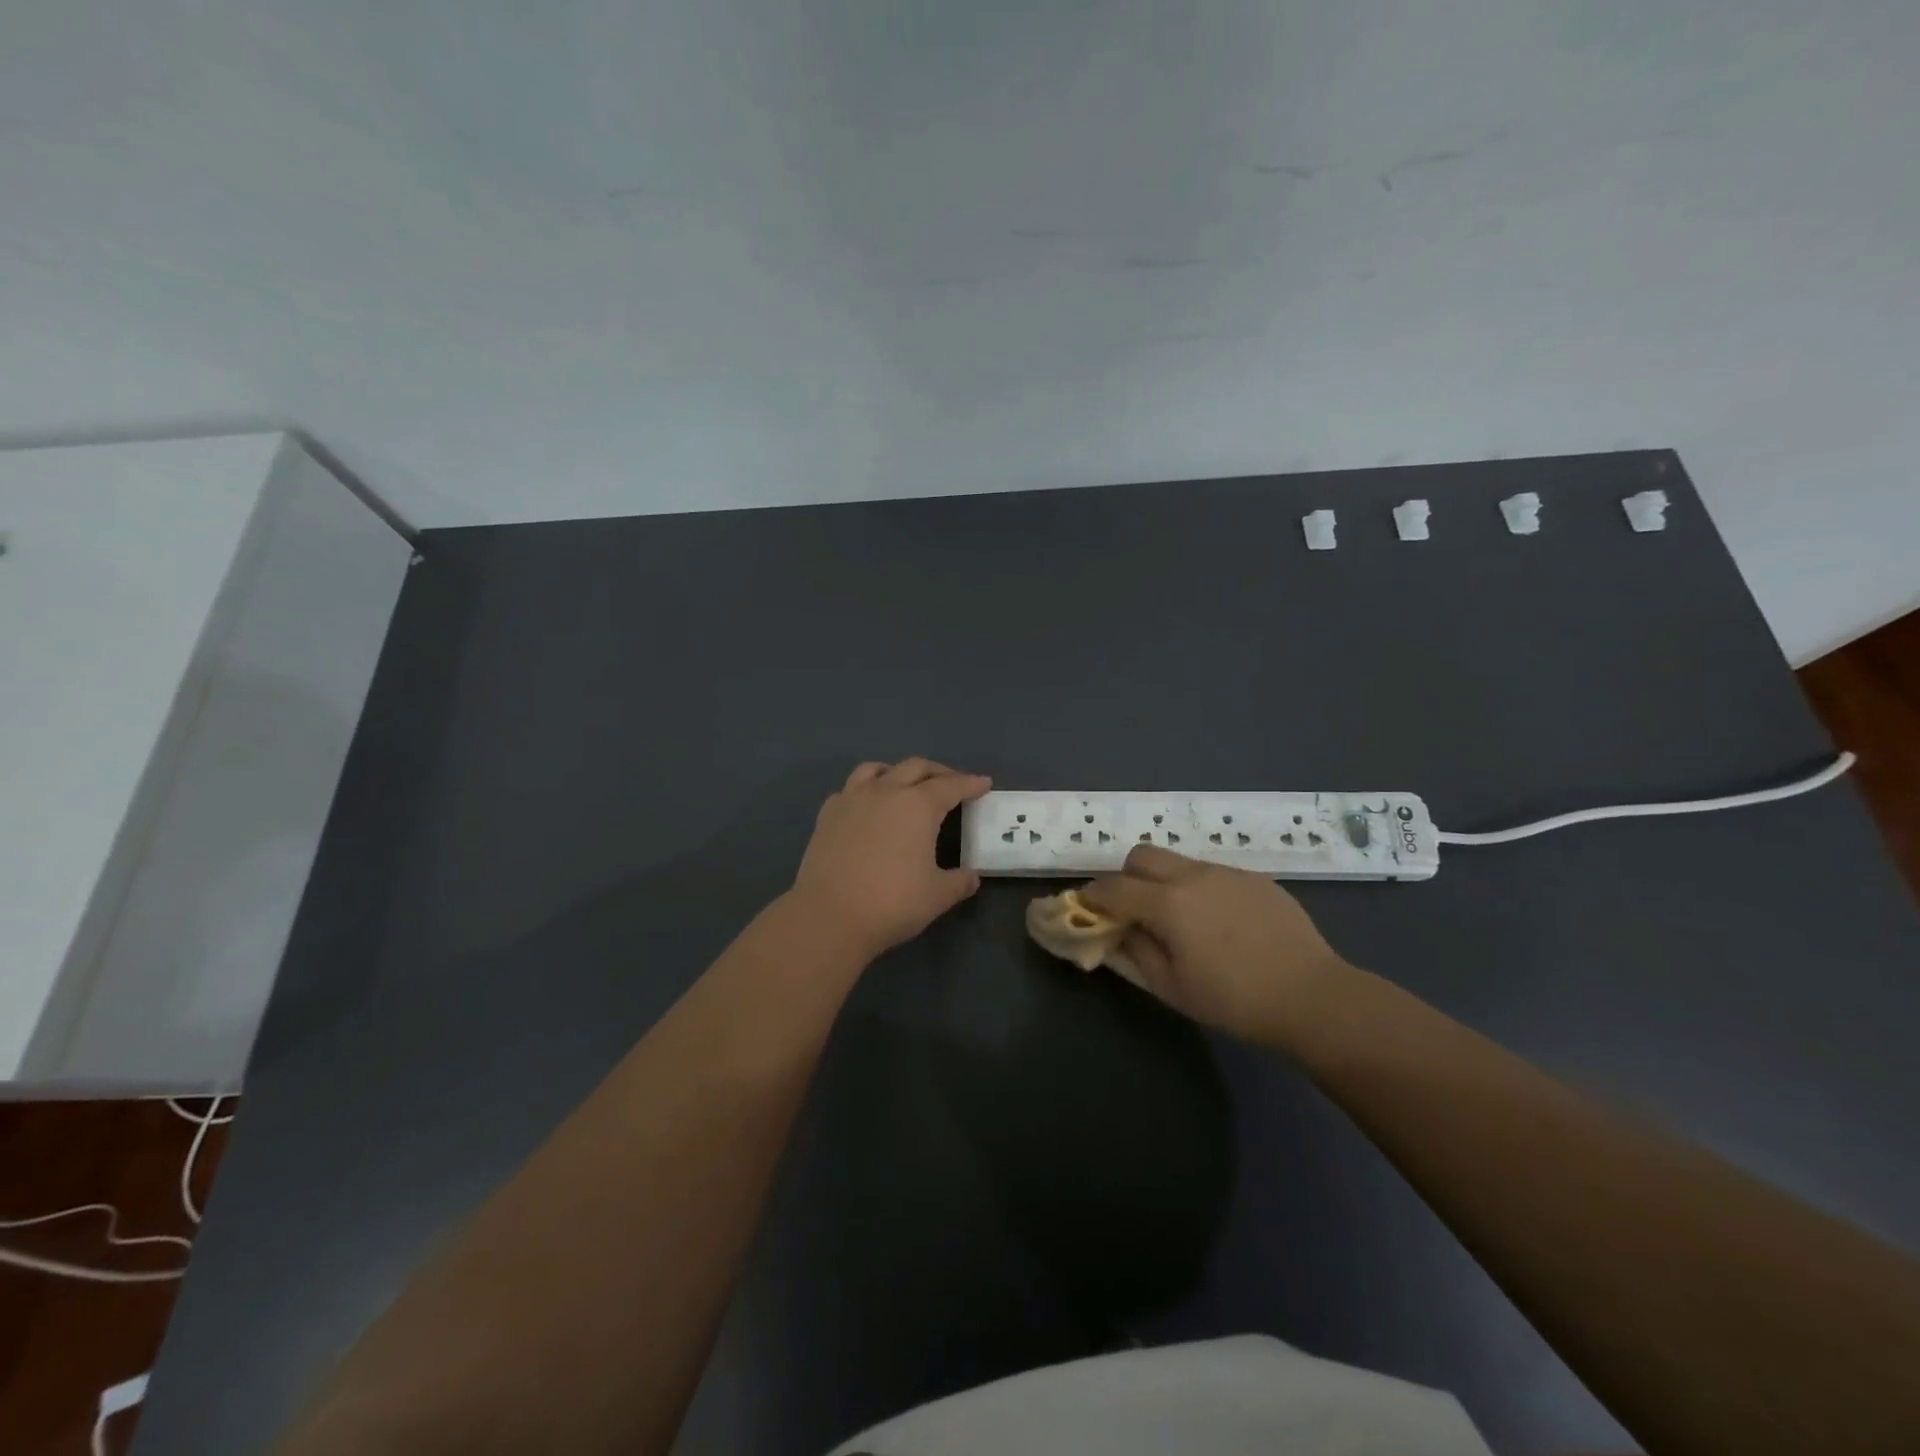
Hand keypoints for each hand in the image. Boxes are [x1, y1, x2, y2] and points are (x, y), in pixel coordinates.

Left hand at [791, 759, 991, 960]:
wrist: (829, 916)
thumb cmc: (892, 903)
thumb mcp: (938, 896)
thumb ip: (959, 882)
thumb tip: (971, 877)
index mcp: (918, 805)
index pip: (951, 786)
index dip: (970, 783)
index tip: (983, 783)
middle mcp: (886, 791)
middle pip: (915, 767)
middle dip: (938, 771)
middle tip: (952, 783)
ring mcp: (852, 799)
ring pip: (877, 769)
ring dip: (897, 772)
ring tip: (906, 784)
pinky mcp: (827, 815)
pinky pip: (849, 789)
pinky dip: (865, 790)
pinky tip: (867, 806)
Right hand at [1078, 845, 1352, 1045]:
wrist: (1312, 996)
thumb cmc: (1234, 1000)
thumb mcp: (1171, 987)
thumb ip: (1135, 952)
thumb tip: (1116, 930)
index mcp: (1167, 903)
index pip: (1113, 887)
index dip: (1092, 896)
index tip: (1086, 907)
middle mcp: (1193, 875)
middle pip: (1141, 856)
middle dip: (1126, 877)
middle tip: (1133, 910)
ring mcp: (1227, 872)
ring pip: (1178, 861)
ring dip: (1164, 881)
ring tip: (1181, 919)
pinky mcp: (1255, 878)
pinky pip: (1212, 873)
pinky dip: (1199, 888)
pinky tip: (1220, 923)